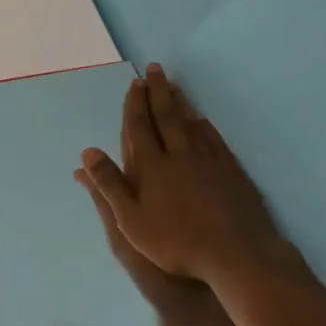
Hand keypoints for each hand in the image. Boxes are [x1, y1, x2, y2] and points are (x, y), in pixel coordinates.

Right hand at [79, 65, 305, 310]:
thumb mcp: (130, 222)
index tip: (135, 83)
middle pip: (167, 117)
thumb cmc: (177, 243)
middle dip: (159, 92)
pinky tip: (203, 121)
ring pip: (191, 124)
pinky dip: (205, 126)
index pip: (140, 127)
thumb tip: (88, 153)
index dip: (135, 104)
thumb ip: (109, 185)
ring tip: (175, 86)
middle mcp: (180, 155)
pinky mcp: (232, 173)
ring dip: (181, 103)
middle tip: (156, 69)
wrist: (237, 256)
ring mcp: (209, 162)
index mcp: (153, 166)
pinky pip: (214, 140)